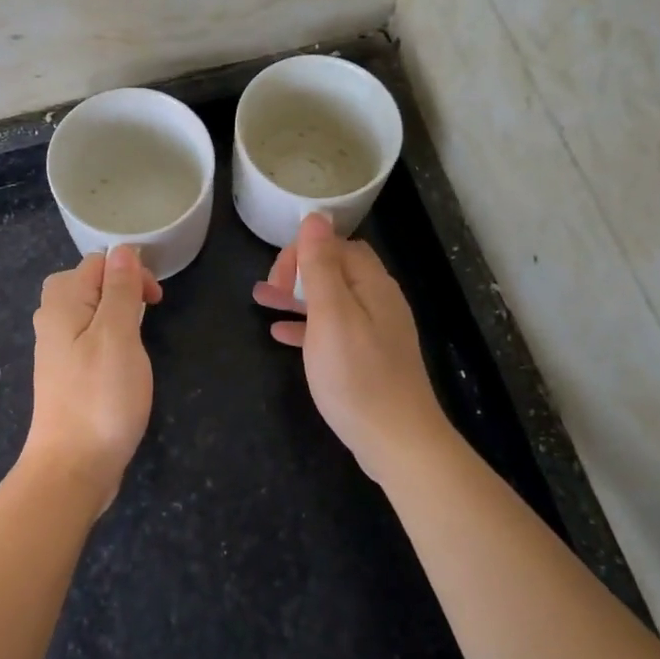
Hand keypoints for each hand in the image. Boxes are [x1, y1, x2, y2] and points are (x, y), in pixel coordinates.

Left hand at [25, 246, 162, 509]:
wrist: (73, 467)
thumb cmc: (100, 398)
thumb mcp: (117, 335)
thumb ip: (119, 290)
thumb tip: (122, 250)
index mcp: (62, 303)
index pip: (97, 262)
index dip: (130, 271)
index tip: (155, 301)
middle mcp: (52, 320)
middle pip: (86, 282)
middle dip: (120, 288)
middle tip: (147, 313)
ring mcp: (56, 349)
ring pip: (87, 311)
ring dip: (116, 313)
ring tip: (137, 336)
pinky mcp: (66, 374)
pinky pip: (87, 337)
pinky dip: (108, 338)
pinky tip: (121, 361)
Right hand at [254, 214, 449, 482]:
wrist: (397, 442)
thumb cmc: (358, 376)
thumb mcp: (331, 315)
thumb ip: (321, 266)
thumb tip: (315, 216)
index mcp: (372, 285)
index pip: (336, 246)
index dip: (303, 252)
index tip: (275, 277)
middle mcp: (378, 301)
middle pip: (335, 270)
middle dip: (298, 272)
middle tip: (266, 290)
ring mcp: (376, 332)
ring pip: (331, 301)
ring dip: (297, 297)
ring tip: (262, 303)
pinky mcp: (369, 359)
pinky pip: (334, 330)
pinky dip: (307, 326)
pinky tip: (281, 337)